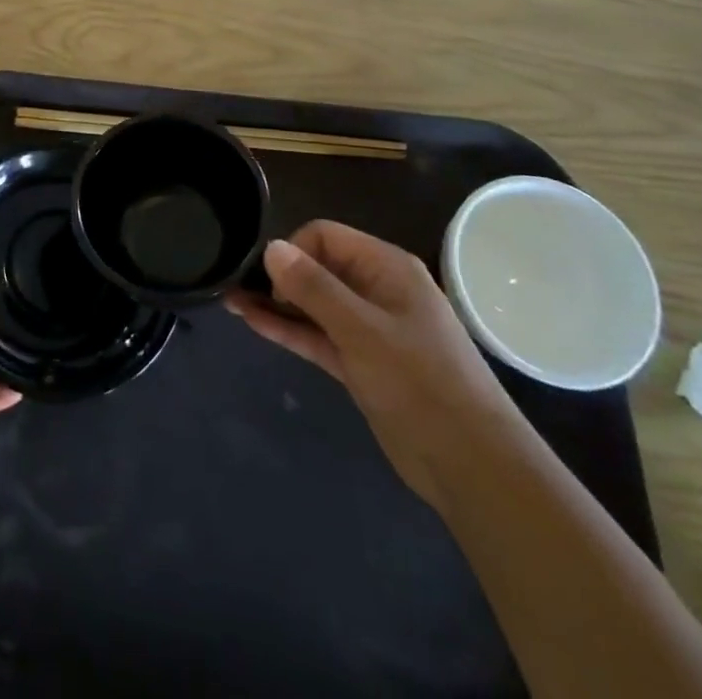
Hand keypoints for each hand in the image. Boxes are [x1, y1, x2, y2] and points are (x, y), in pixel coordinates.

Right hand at [227, 222, 528, 511]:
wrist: (472, 465)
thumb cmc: (420, 383)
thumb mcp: (362, 331)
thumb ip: (314, 288)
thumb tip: (271, 246)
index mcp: (386, 268)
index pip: (324, 236)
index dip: (293, 251)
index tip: (270, 282)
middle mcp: (376, 290)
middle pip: (317, 267)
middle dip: (277, 275)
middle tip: (235, 287)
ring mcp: (369, 329)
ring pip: (313, 304)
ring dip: (275, 302)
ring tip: (229, 299)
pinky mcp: (361, 363)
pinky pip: (317, 335)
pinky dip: (288, 329)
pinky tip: (251, 322)